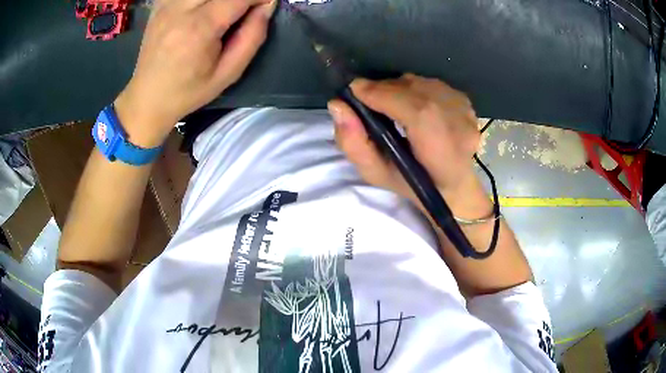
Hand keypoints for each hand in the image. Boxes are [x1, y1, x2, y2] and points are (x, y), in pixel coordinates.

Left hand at [114, 0, 276, 147]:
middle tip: (243, 9)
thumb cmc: (188, 91)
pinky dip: (200, 0)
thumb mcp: (228, 73)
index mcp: (199, 29)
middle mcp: (180, 10)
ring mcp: (166, 6)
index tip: (264, 5)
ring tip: (223, 11)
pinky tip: (202, 9)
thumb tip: (266, 6)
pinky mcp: (159, 6)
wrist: (147, 99)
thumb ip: (253, 37)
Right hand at [328, 74, 488, 215]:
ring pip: (422, 83)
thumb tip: (337, 105)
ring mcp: (467, 112)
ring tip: (388, 103)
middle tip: (367, 98)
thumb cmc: (412, 184)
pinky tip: (411, 105)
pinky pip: (432, 83)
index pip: (415, 111)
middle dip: (384, 89)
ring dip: (398, 87)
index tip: (354, 91)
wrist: (452, 183)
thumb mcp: (376, 174)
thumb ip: (354, 143)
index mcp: (442, 153)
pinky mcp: (467, 103)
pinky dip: (414, 88)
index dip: (381, 94)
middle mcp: (460, 127)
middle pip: (417, 90)